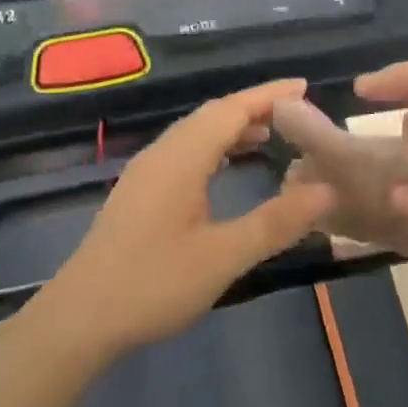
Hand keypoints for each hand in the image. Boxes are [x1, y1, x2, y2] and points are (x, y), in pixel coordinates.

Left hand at [49, 80, 334, 354]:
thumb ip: (275, 222)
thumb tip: (327, 189)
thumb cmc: (153, 284)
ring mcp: (145, 174)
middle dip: (253, 108)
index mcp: (181, 159)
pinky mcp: (139, 194)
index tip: (305, 87)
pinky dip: (214, 148)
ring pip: (194, 135)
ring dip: (232, 128)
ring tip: (270, 136)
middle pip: (211, 116)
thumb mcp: (223, 257)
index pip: (230, 110)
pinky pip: (184, 153)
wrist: (80, 318)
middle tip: (297, 113)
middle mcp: (161, 155)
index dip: (268, 96)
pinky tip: (225, 168)